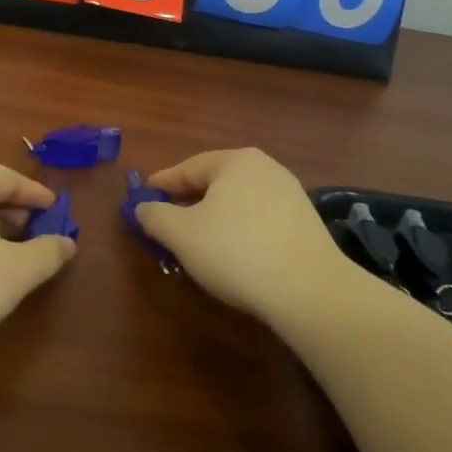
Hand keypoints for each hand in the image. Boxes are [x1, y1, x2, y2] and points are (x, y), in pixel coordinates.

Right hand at [136, 148, 348, 321]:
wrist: (309, 290)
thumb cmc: (236, 251)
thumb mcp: (181, 234)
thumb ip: (155, 216)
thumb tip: (142, 207)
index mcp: (235, 161)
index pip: (187, 168)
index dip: (161, 184)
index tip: (142, 198)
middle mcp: (265, 168)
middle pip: (214, 183)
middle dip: (188, 203)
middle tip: (166, 223)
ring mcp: (290, 194)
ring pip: (237, 203)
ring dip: (214, 219)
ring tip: (197, 243)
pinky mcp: (305, 223)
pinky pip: (259, 220)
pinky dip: (239, 231)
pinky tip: (232, 255)